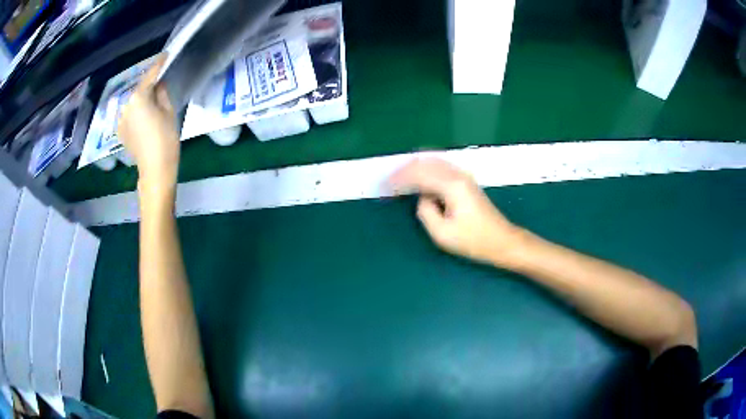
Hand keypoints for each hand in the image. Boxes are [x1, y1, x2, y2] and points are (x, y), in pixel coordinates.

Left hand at [118, 54, 179, 196]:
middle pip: (139, 89)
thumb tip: (159, 85)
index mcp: (139, 97)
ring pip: (133, 102)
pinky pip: (128, 114)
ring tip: (152, 103)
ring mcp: (120, 118)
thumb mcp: (169, 111)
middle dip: (149, 84)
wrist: (155, 169)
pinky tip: (144, 118)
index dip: (159, 64)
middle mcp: (126, 104)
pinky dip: (135, 112)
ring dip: (141, 99)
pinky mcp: (120, 130)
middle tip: (160, 82)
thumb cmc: (166, 139)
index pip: (150, 75)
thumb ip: (162, 93)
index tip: (165, 55)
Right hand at [389, 158, 525, 266]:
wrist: (502, 241)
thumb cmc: (473, 241)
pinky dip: (427, 168)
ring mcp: (464, 176)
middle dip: (405, 170)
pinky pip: (441, 166)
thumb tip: (422, 198)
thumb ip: (425, 212)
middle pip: (425, 163)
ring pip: (433, 161)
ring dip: (415, 167)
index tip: (385, 186)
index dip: (400, 179)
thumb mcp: (442, 234)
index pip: (419, 175)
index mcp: (451, 186)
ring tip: (400, 177)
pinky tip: (420, 175)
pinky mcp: (466, 181)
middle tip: (389, 181)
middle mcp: (457, 174)